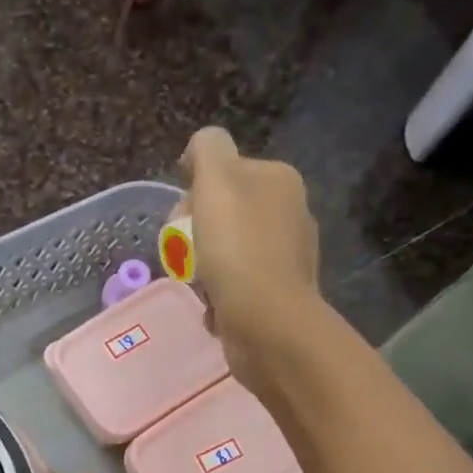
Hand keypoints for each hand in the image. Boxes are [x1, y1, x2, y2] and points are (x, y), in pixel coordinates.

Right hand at [178, 127, 321, 394]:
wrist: (267, 323)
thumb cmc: (237, 249)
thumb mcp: (216, 181)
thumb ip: (206, 150)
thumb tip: (198, 152)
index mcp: (279, 180)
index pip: (222, 174)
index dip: (193, 196)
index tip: (182, 221)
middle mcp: (289, 213)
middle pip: (222, 215)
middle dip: (195, 236)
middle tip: (187, 258)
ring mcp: (286, 258)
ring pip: (226, 254)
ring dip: (204, 271)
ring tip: (199, 287)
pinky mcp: (278, 296)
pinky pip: (236, 289)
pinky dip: (219, 299)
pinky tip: (213, 309)